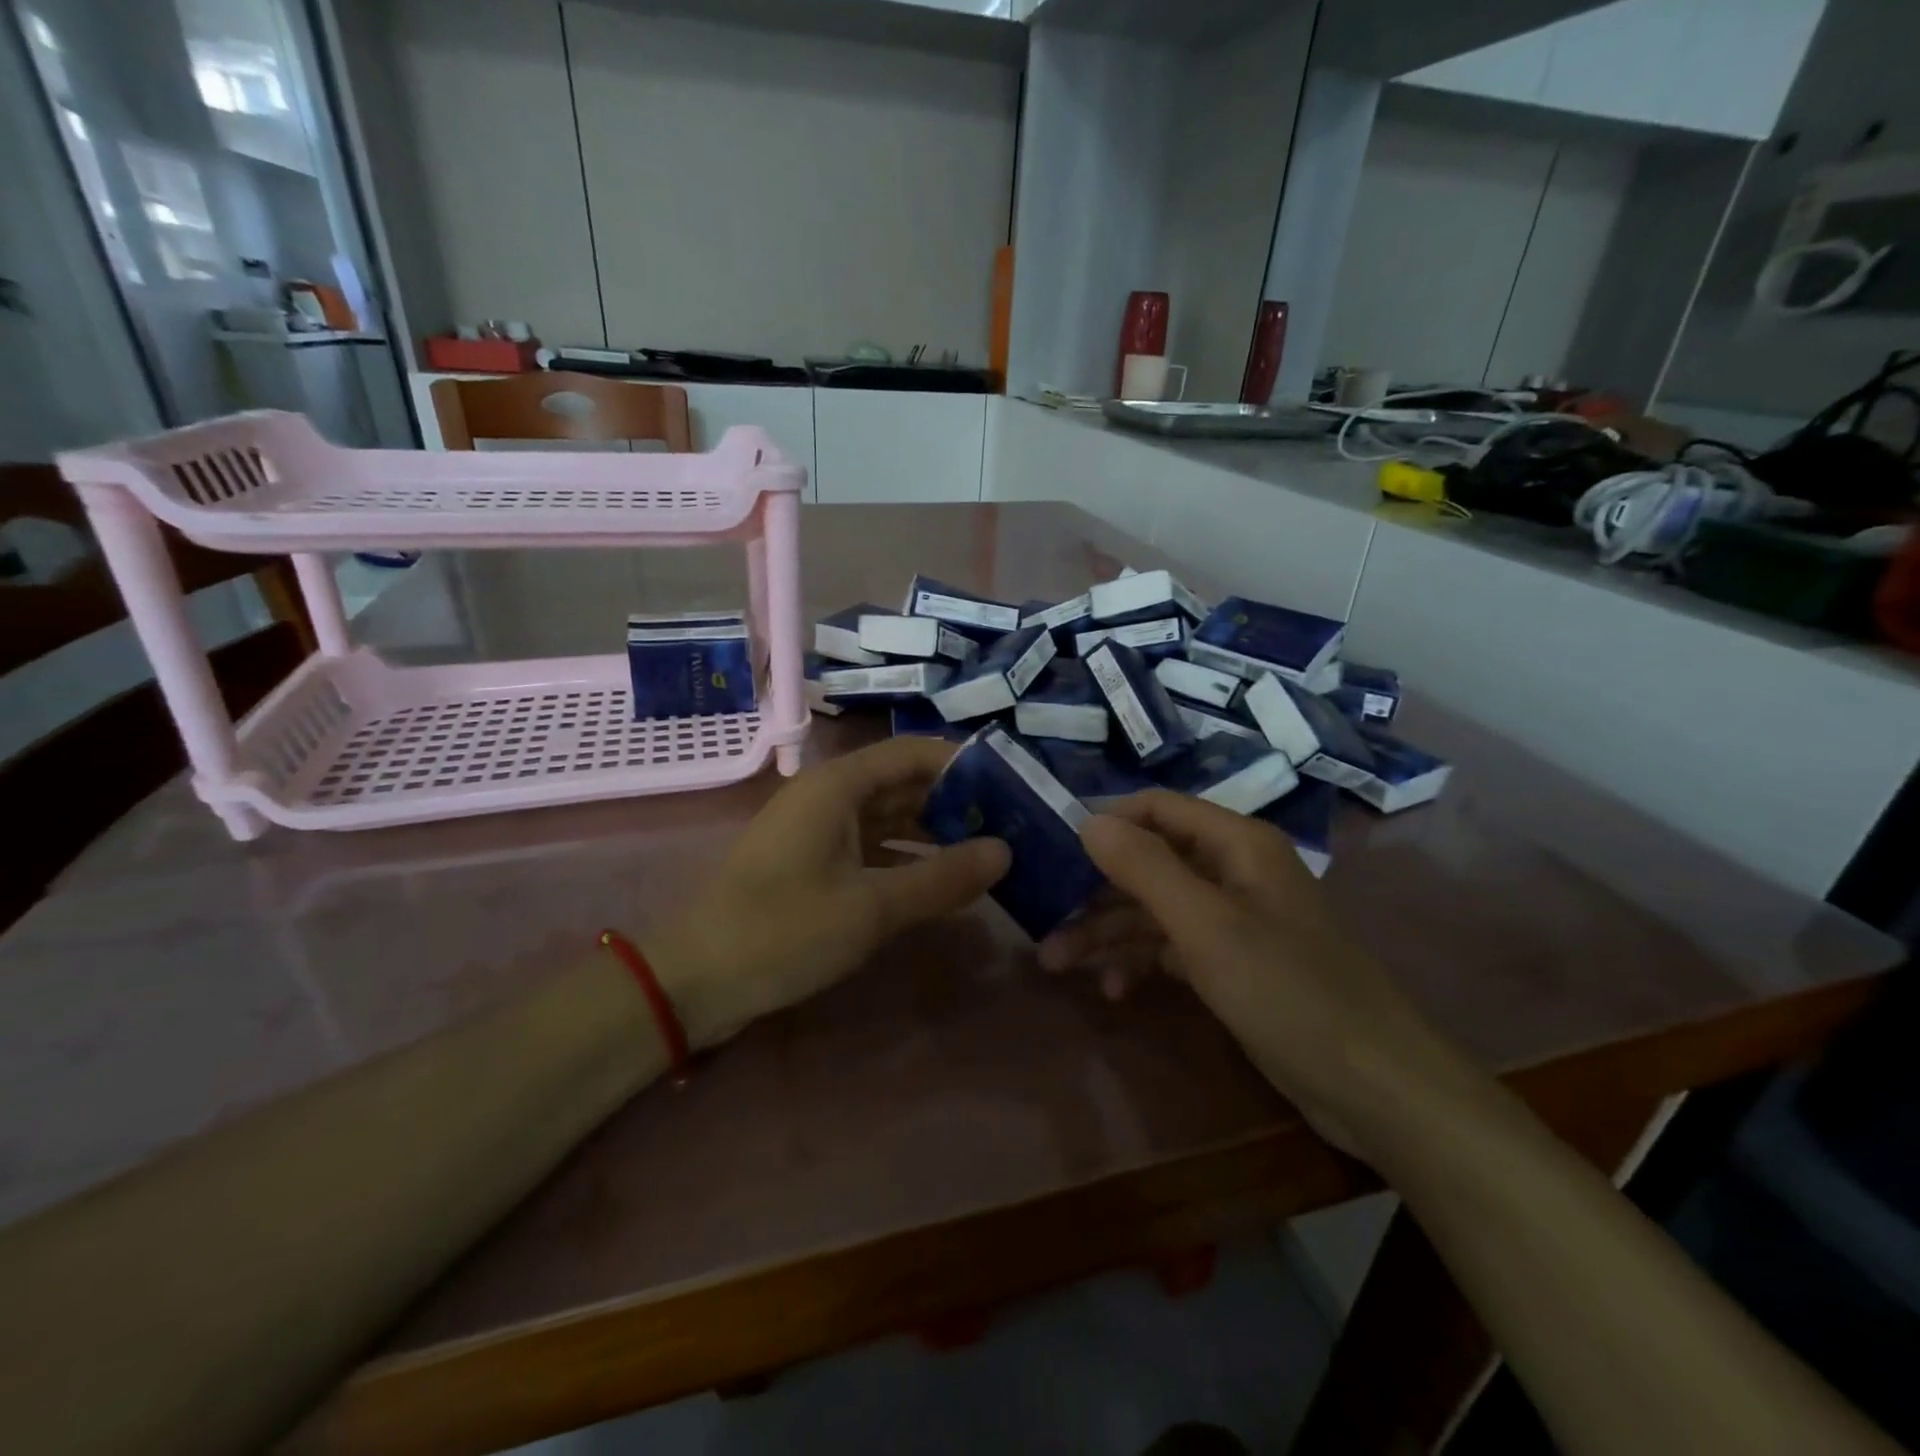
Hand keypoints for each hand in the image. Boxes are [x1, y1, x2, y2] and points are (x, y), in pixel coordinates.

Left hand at [650, 737, 1009, 1048]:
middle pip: (902, 784)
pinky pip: (870, 849)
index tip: (1011, 785)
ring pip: (888, 819)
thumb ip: (942, 878)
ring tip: (988, 852)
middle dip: (954, 802)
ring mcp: (817, 832)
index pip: (912, 753)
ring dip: (933, 833)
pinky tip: (941, 883)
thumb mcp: (871, 907)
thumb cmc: (783, 930)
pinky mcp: (811, 865)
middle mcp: (828, 797)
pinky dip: (905, 860)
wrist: (692, 981)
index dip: (962, 763)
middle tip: (1010, 824)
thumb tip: (1005, 850)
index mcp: (837, 786)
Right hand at [1042, 790, 1468, 1156]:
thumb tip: (1089, 821)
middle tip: (1043, 921)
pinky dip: (1140, 963)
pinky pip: (1173, 949)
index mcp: (1236, 844)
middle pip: (1150, 863)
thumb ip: (1145, 868)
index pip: (1158, 809)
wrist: (1373, 1086)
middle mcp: (1233, 872)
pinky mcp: (1232, 965)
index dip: (1107, 822)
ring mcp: (1233, 921)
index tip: (1054, 849)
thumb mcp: (1206, 926)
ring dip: (1108, 933)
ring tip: (1056, 964)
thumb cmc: (1287, 991)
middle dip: (1095, 892)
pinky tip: (1113, 990)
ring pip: (1155, 910)